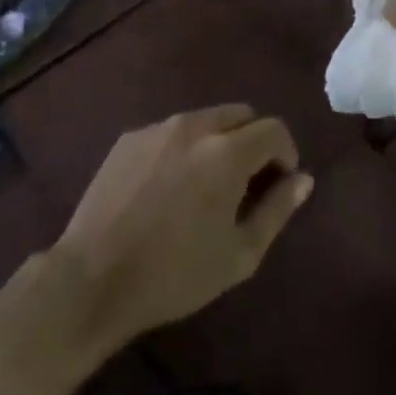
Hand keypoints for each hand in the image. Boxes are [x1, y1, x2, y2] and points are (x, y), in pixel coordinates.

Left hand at [51, 104, 313, 351]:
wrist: (92, 279)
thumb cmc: (175, 274)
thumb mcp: (240, 254)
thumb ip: (277, 209)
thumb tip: (303, 178)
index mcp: (227, 151)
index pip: (274, 129)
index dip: (286, 154)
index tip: (279, 184)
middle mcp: (194, 126)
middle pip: (241, 115)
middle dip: (254, 142)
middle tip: (246, 183)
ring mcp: (157, 128)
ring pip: (205, 119)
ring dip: (219, 142)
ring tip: (207, 185)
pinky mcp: (129, 138)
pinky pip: (171, 131)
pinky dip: (184, 148)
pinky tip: (169, 187)